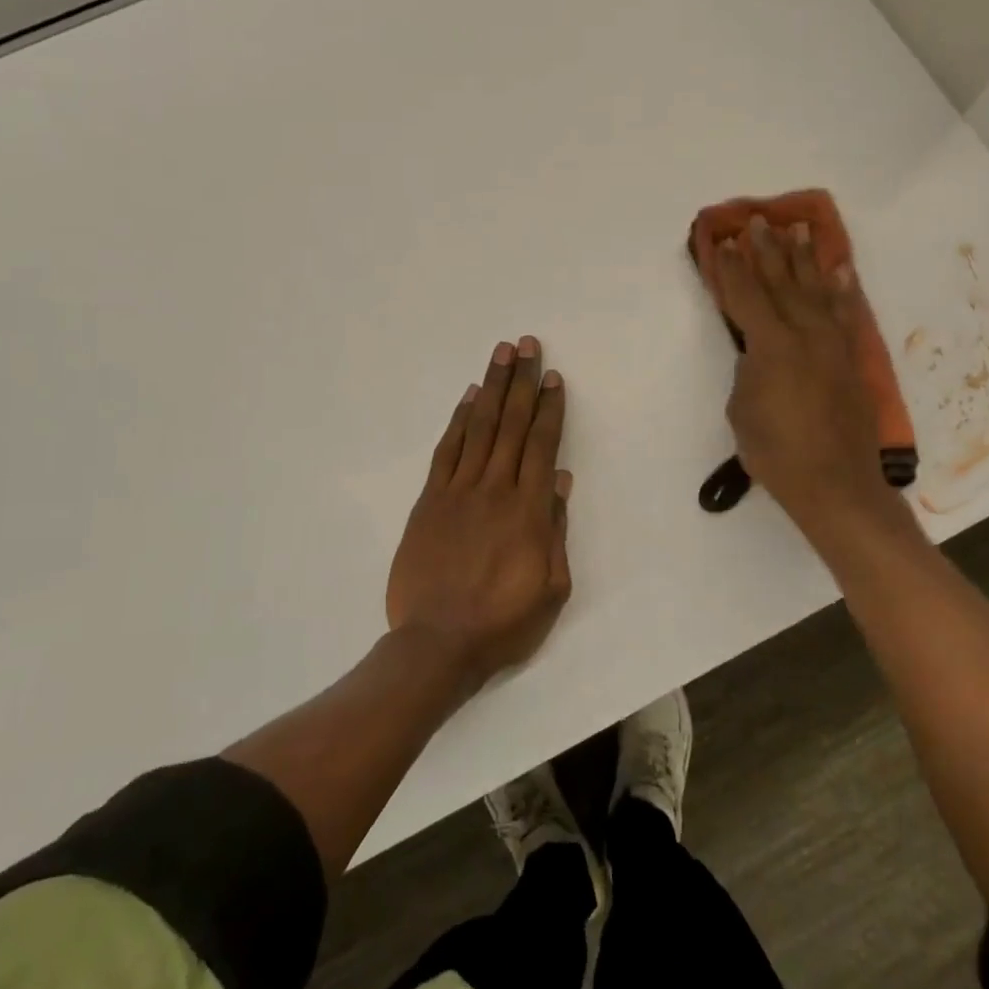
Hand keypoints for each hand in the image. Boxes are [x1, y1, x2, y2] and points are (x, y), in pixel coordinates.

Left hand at [386, 337, 573, 687]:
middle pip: (511, 425)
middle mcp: (494, 489)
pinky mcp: (429, 501)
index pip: (541, 446)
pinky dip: (458, 421)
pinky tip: (468, 399)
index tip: (553, 378)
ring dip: (491, 388)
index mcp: (529, 510)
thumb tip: (560, 480)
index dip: (548, 408)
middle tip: (527, 345)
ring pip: (479, 428)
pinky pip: (446, 452)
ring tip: (500, 355)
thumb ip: (556, 530)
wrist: (437, 643)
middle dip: (521, 382)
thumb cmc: (503, 622)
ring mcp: (457, 492)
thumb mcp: (551, 588)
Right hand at [715, 217, 899, 537]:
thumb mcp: (742, 409)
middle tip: (758, 221)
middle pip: (781, 282)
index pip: (744, 295)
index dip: (730, 267)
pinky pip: (845, 313)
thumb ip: (749, 370)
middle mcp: (805, 333)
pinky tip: (838, 270)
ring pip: (816, 289)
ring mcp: (833, 344)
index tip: (720, 241)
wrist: (835, 483)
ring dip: (805, 258)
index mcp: (771, 345)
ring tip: (799, 229)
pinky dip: (841, 290)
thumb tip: (758, 353)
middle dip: (766, 250)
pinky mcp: (850, 358)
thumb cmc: (775, 452)